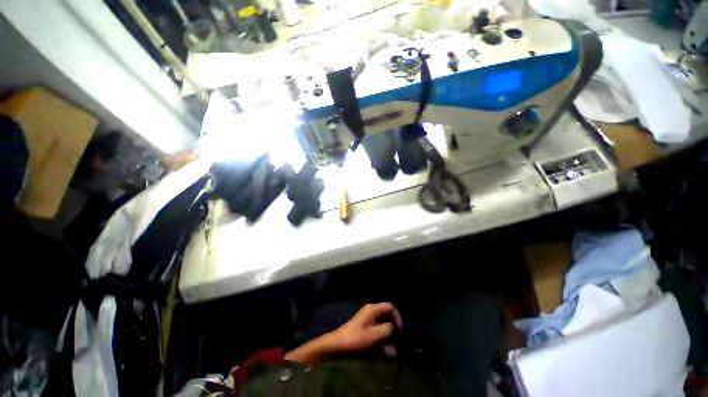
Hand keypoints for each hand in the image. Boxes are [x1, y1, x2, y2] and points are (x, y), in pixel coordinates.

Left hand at [328, 303, 402, 353]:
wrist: (338, 343)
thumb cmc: (356, 337)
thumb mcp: (374, 334)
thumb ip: (386, 329)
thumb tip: (392, 327)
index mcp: (373, 309)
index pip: (390, 307)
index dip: (397, 317)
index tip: (400, 330)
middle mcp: (371, 311)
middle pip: (387, 316)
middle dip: (393, 330)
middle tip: (398, 343)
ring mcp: (367, 319)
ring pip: (382, 325)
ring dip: (388, 338)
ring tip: (392, 353)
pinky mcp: (364, 327)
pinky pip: (377, 330)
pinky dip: (382, 339)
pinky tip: (385, 352)